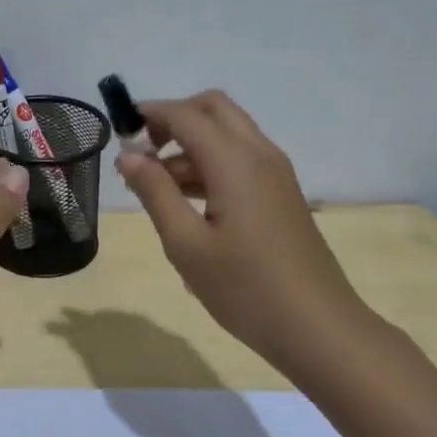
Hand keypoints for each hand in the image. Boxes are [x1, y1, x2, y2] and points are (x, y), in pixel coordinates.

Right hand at [117, 90, 368, 371]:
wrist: (317, 328)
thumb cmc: (244, 288)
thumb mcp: (186, 244)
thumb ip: (155, 193)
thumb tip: (128, 156)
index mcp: (234, 161)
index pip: (185, 115)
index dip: (148, 116)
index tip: (119, 136)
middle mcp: (259, 154)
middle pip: (213, 109)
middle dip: (174, 119)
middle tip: (144, 154)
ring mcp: (276, 173)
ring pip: (228, 134)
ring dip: (190, 145)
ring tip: (157, 190)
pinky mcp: (281, 194)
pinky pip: (241, 159)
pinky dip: (210, 164)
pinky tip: (189, 206)